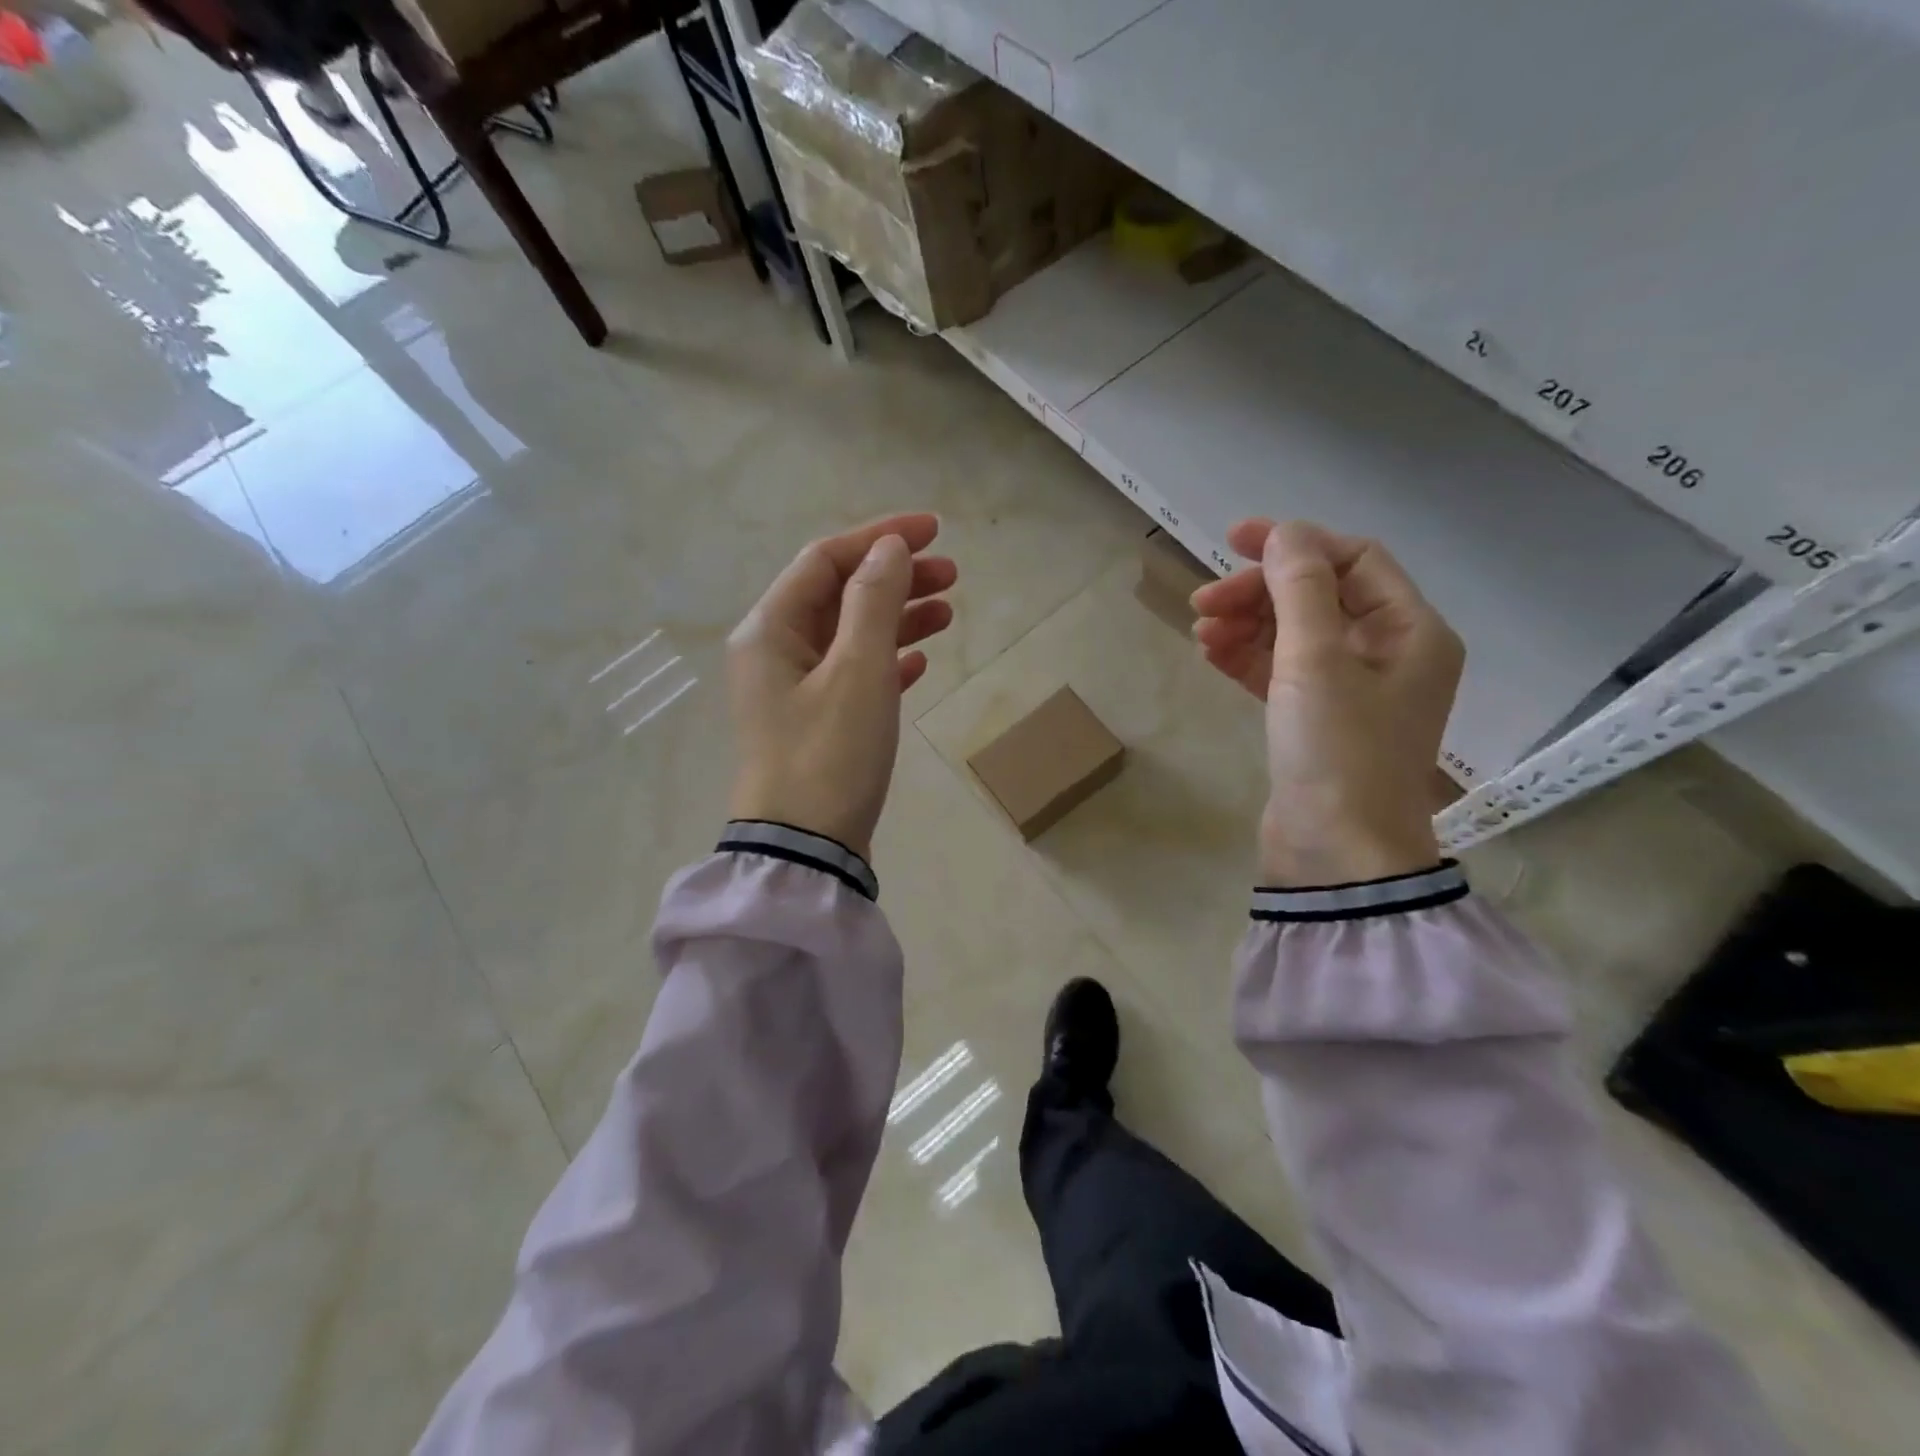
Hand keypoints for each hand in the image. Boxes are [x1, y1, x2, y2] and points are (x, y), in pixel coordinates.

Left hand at [727, 513, 957, 859]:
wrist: (806, 850)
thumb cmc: (829, 754)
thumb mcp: (858, 671)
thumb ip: (874, 601)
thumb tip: (889, 548)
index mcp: (770, 629)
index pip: (826, 559)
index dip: (880, 538)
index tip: (934, 531)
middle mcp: (774, 652)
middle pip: (838, 594)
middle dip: (895, 577)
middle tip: (952, 574)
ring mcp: (793, 690)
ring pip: (850, 634)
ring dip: (897, 617)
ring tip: (948, 612)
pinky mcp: (815, 723)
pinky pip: (853, 673)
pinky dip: (887, 660)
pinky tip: (921, 661)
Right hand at [1191, 519, 1463, 886]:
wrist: (1336, 854)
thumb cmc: (1337, 752)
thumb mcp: (1316, 661)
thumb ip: (1301, 589)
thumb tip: (1286, 533)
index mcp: (1411, 632)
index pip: (1354, 561)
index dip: (1296, 544)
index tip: (1233, 542)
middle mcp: (1388, 655)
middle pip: (1318, 597)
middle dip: (1259, 592)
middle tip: (1202, 601)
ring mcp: (1351, 692)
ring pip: (1294, 635)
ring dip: (1247, 624)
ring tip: (1199, 630)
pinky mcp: (1315, 722)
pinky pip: (1281, 672)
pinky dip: (1247, 658)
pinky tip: (1210, 653)